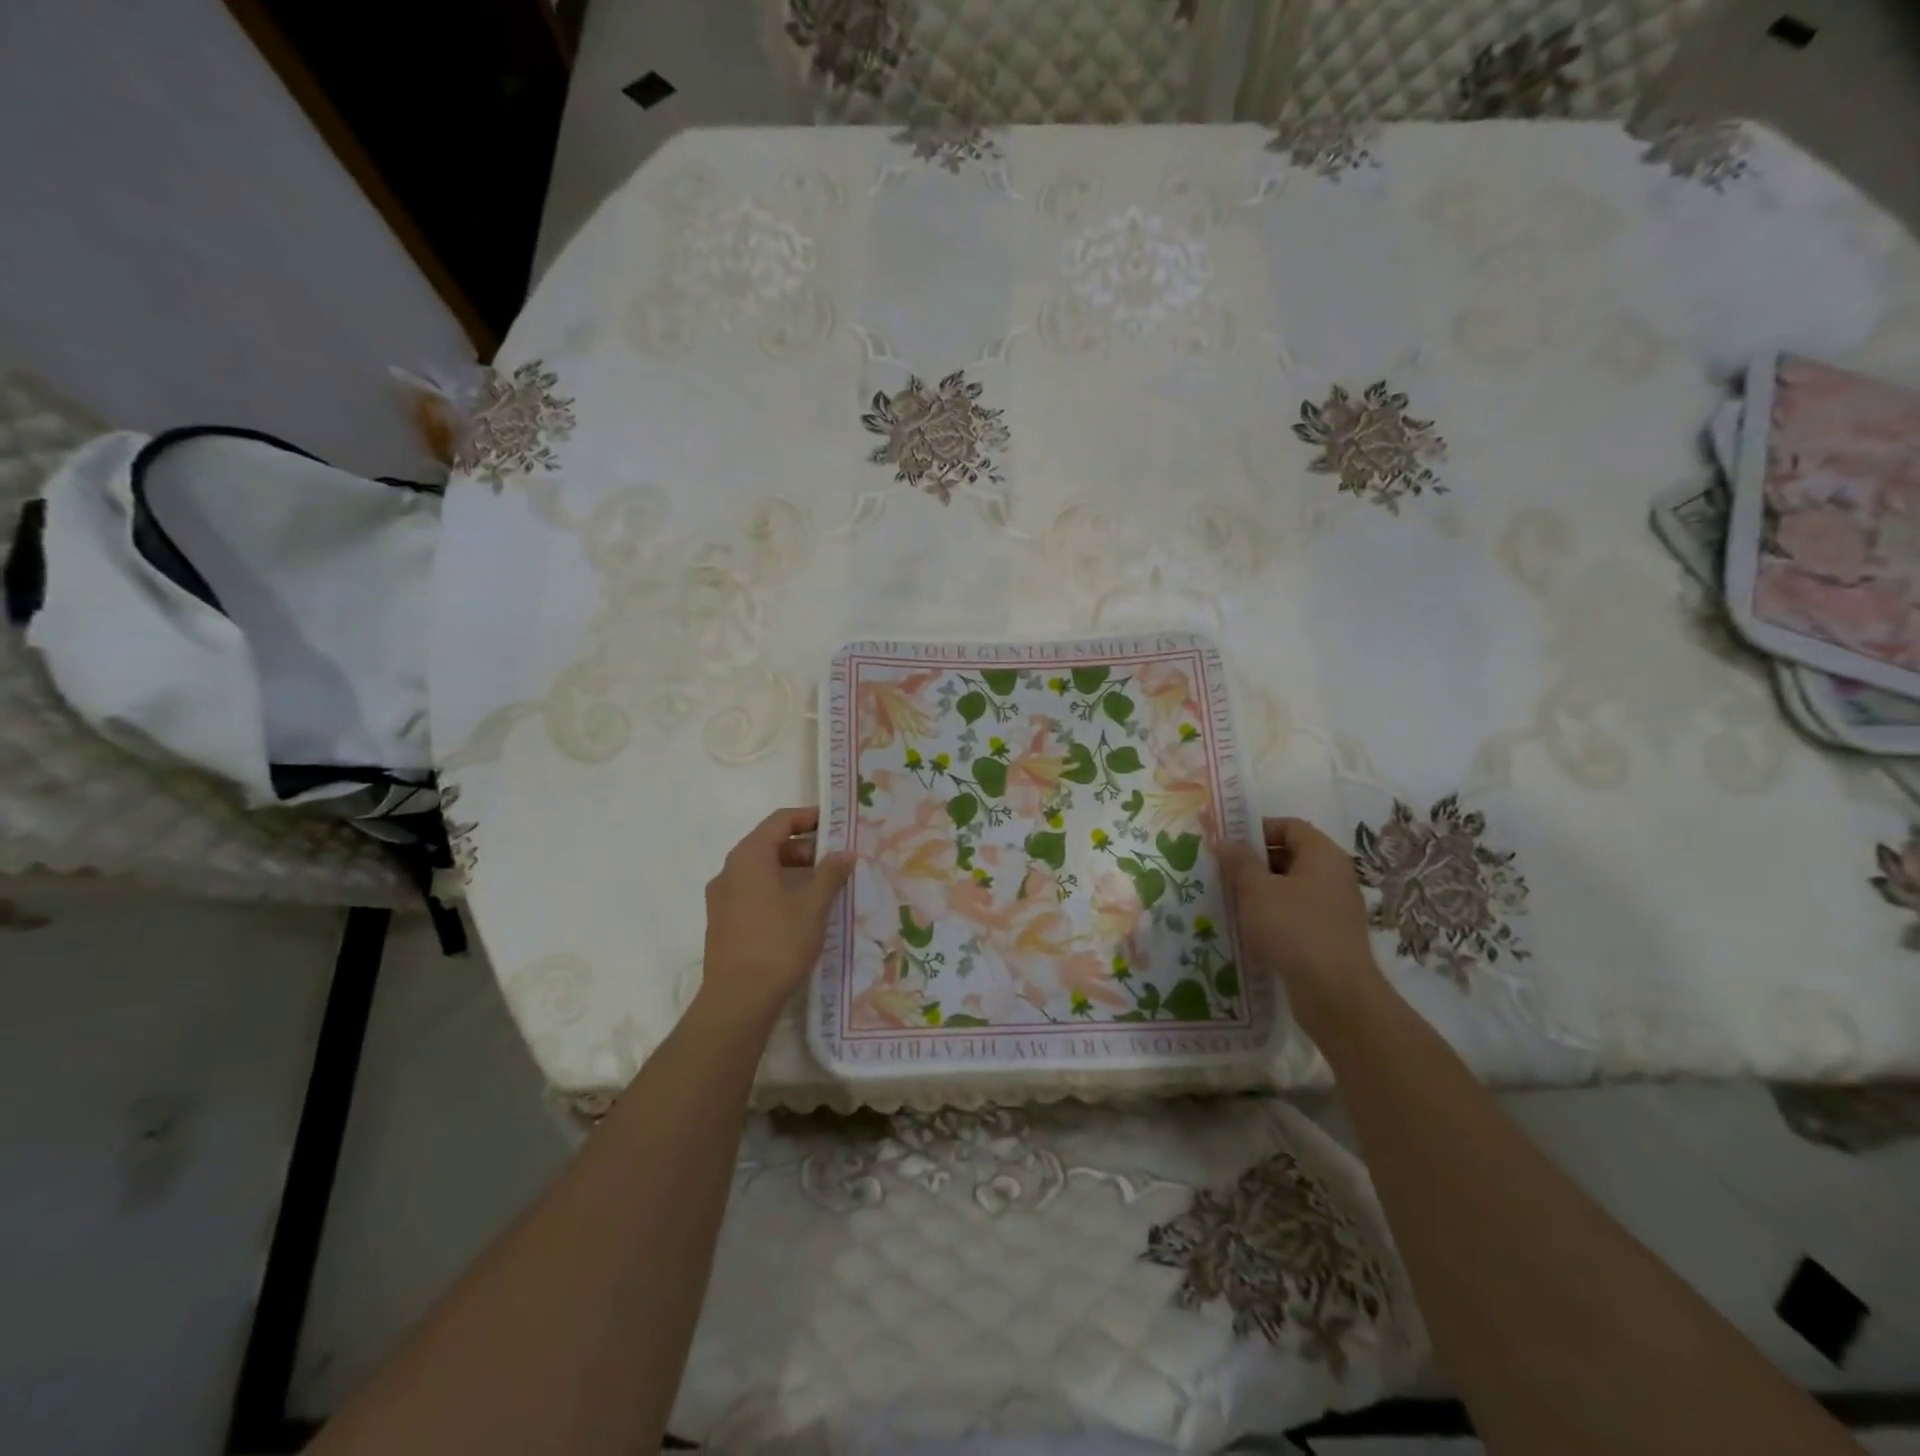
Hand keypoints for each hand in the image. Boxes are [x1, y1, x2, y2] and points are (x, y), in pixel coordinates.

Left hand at [699, 807, 854, 1028]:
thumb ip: (830, 873)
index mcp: (748, 857)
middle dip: (805, 848)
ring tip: (824, 887)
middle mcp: (730, 870)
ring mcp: (722, 898)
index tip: (836, 825)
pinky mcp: (723, 922)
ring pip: (762, 871)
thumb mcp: (813, 905)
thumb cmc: (778, 943)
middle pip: (770, 844)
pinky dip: (778, 890)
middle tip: (836, 862)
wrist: (738, 1000)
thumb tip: (845, 853)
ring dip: (793, 871)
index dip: (809, 817)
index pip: (780, 820)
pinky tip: (801, 912)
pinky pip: (753, 892)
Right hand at [1217, 817, 1388, 1037]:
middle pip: (1291, 855)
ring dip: (1262, 891)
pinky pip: (1298, 913)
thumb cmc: (1293, 929)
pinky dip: (1275, 915)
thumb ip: (1239, 861)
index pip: (1290, 826)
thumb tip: (1227, 841)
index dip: (1258, 829)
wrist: (1335, 993)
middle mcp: (1335, 876)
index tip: (1228, 844)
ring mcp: (1336, 907)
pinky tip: (1251, 929)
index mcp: (1323, 855)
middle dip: (1256, 862)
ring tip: (1231, 901)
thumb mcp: (1256, 890)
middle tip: (1223, 872)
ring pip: (1292, 887)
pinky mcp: (1331, 936)